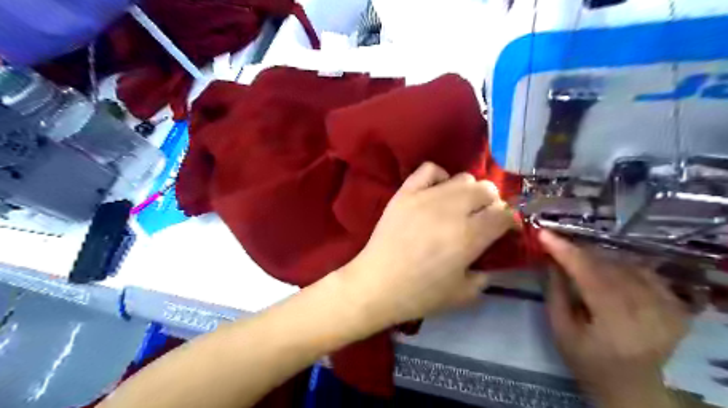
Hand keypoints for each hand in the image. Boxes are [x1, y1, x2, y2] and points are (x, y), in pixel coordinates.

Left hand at [342, 160, 516, 329]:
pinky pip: (429, 169)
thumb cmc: (419, 294)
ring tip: (460, 206)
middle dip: (492, 203)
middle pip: (486, 190)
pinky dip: (439, 176)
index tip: (506, 229)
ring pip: (463, 178)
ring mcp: (426, 197)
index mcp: (469, 237)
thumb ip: (485, 276)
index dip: (511, 220)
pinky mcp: (405, 193)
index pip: (504, 214)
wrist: (377, 284)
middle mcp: (452, 210)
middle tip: (483, 218)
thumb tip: (490, 260)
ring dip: (469, 191)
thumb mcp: (463, 295)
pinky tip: (437, 191)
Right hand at [543, 230, 689, 406]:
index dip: (566, 252)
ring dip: (597, 257)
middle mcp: (650, 313)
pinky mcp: (677, 307)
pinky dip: (620, 264)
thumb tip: (551, 258)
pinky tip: (604, 267)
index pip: (591, 276)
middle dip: (578, 251)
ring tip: (575, 256)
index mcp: (618, 325)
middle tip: (555, 242)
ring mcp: (669, 309)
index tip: (544, 233)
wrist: (630, 386)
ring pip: (626, 265)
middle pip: (610, 267)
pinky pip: (643, 272)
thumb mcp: (561, 329)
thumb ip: (556, 292)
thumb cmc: (587, 361)